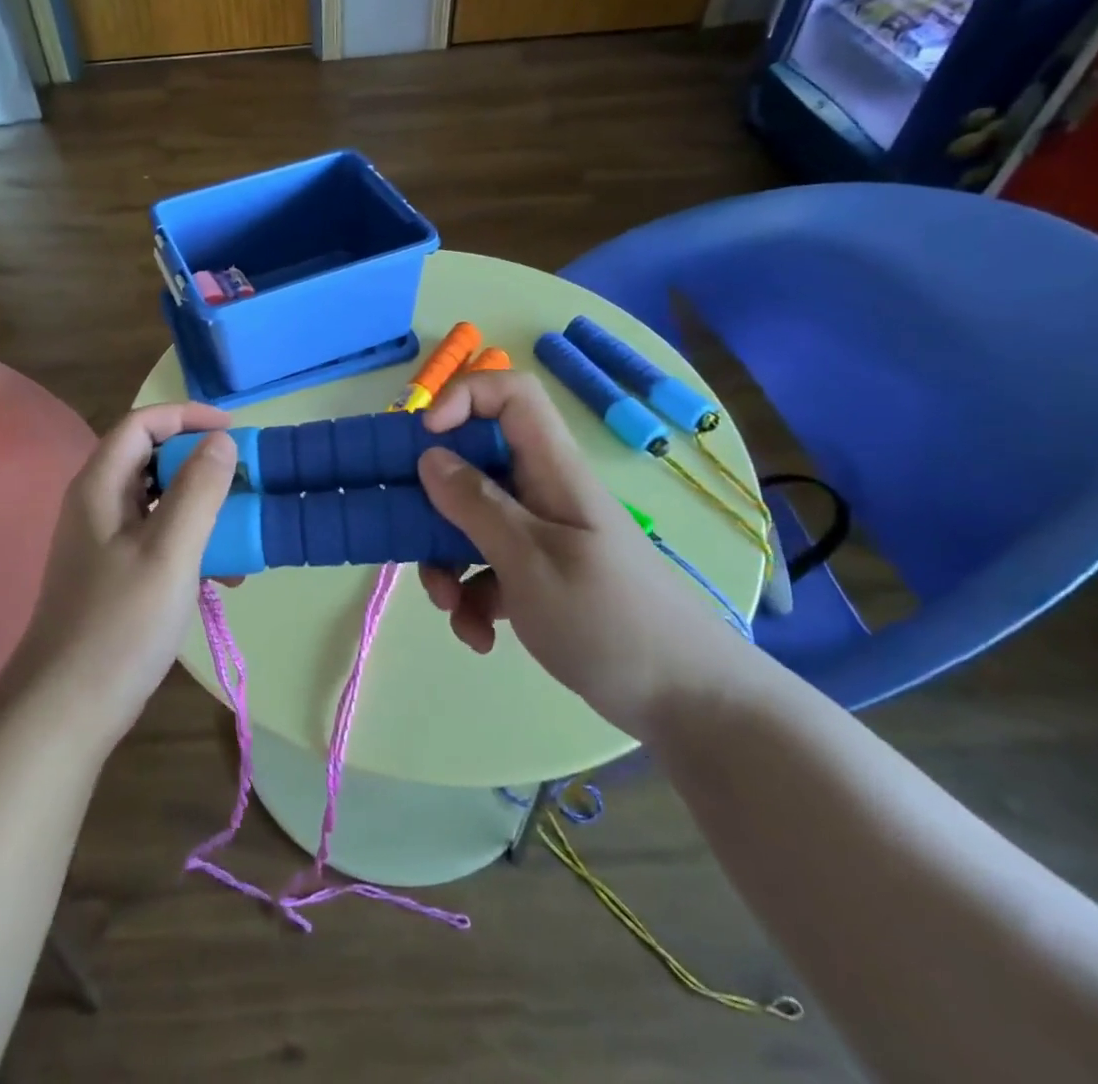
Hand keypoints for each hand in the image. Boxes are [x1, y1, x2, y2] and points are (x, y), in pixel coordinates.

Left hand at [15, 403, 237, 746]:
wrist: (67, 708)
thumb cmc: (121, 623)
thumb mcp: (170, 551)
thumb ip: (199, 490)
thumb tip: (221, 441)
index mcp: (100, 486)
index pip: (142, 423)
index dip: (187, 416)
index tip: (234, 431)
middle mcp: (97, 504)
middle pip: (152, 460)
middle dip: (202, 466)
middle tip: (246, 482)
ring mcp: (104, 541)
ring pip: (160, 502)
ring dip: (203, 510)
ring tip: (243, 536)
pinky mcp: (115, 574)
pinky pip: (159, 539)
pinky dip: (193, 544)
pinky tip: (224, 577)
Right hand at [415, 371, 746, 736]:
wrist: (686, 701)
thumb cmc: (609, 619)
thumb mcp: (530, 559)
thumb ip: (477, 505)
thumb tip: (430, 457)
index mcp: (552, 470)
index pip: (512, 396)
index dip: (464, 399)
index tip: (423, 439)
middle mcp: (543, 493)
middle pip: (475, 465)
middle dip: (435, 505)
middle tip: (411, 538)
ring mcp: (542, 536)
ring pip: (472, 523)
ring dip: (447, 563)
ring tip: (451, 611)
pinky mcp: (539, 577)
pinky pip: (489, 569)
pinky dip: (473, 599)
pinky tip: (479, 636)